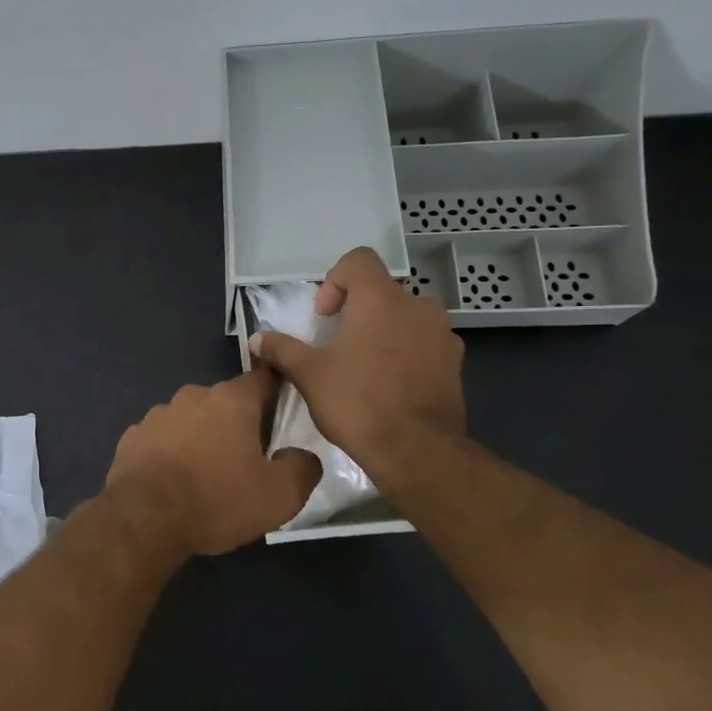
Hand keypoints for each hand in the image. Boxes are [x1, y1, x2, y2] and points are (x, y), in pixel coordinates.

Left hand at [105, 369, 321, 555]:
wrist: (145, 518)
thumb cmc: (217, 500)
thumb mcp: (279, 495)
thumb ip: (302, 468)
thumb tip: (301, 455)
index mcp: (231, 401)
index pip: (262, 379)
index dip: (275, 390)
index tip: (282, 408)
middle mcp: (192, 396)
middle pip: (223, 403)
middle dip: (235, 424)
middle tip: (244, 458)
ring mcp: (157, 415)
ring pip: (189, 420)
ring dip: (199, 438)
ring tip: (205, 475)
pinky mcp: (132, 437)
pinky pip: (161, 440)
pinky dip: (169, 454)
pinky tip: (172, 482)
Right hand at [248, 246, 465, 474]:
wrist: (417, 450)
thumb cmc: (357, 402)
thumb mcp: (308, 375)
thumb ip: (282, 349)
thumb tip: (256, 339)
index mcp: (381, 300)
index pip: (359, 260)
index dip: (335, 280)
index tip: (324, 316)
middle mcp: (418, 307)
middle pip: (382, 292)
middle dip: (358, 311)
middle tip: (338, 344)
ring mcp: (442, 335)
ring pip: (406, 318)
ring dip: (384, 332)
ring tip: (364, 367)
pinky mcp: (455, 364)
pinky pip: (424, 344)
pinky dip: (405, 354)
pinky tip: (389, 386)